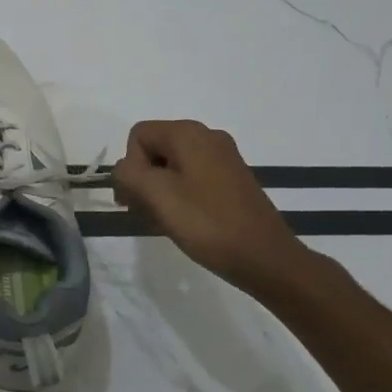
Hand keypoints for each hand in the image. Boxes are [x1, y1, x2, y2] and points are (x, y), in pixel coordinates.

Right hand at [112, 120, 326, 298]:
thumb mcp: (157, 196)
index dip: (130, 167)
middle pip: (156, 148)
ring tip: (165, 222)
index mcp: (188, 133)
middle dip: (143, 180)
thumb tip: (124, 170)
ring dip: (160, 191)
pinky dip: (181, 196)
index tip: (137, 200)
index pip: (138, 136)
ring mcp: (224, 157)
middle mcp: (207, 136)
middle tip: (145, 214)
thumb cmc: (207, 223)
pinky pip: (193, 178)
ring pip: (173, 165)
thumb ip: (128, 174)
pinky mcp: (233, 179)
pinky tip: (185, 222)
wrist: (266, 258)